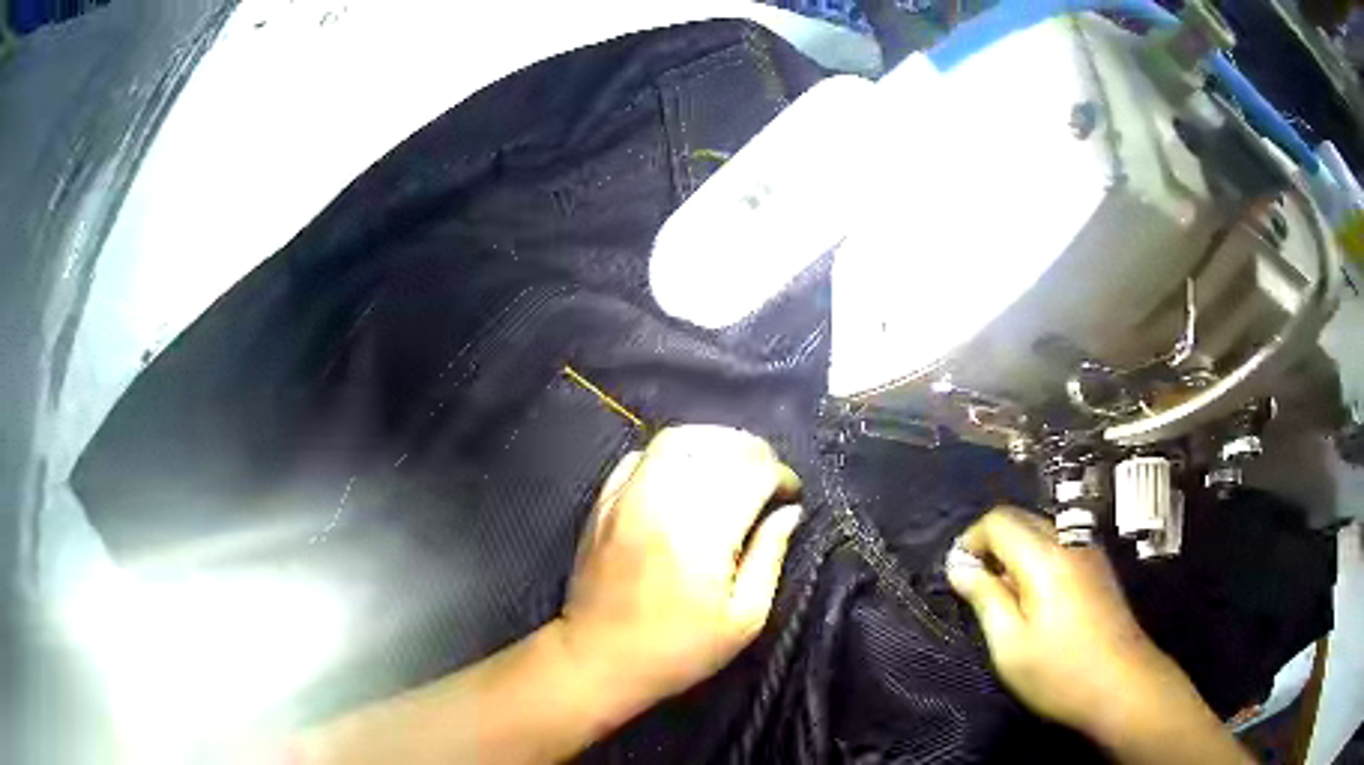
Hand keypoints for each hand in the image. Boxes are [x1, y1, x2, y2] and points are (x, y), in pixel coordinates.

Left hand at [559, 425, 802, 713]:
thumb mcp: (743, 619)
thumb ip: (770, 557)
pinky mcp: (603, 503)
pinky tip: (685, 473)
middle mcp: (663, 503)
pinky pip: (639, 455)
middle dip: (753, 451)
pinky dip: (670, 453)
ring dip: (713, 442)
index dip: (780, 475)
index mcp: (703, 535)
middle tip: (767, 474)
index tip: (789, 494)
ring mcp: (626, 498)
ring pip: (675, 440)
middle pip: (716, 445)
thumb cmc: (679, 650)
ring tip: (732, 464)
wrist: (599, 659)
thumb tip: (790, 512)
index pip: (752, 473)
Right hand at [947, 508, 1250, 763]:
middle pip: (1023, 520)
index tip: (957, 574)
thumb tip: (959, 565)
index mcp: (1046, 557)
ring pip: (1042, 533)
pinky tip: (1036, 603)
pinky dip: (1037, 563)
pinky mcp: (1099, 570)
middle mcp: (1071, 541)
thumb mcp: (1010, 643)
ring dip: (1015, 554)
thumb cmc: (1060, 671)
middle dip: (992, 545)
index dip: (971, 539)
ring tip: (1004, 600)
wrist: (1123, 684)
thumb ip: (985, 597)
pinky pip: (1060, 548)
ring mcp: (1090, 553)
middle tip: (977, 590)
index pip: (1000, 520)